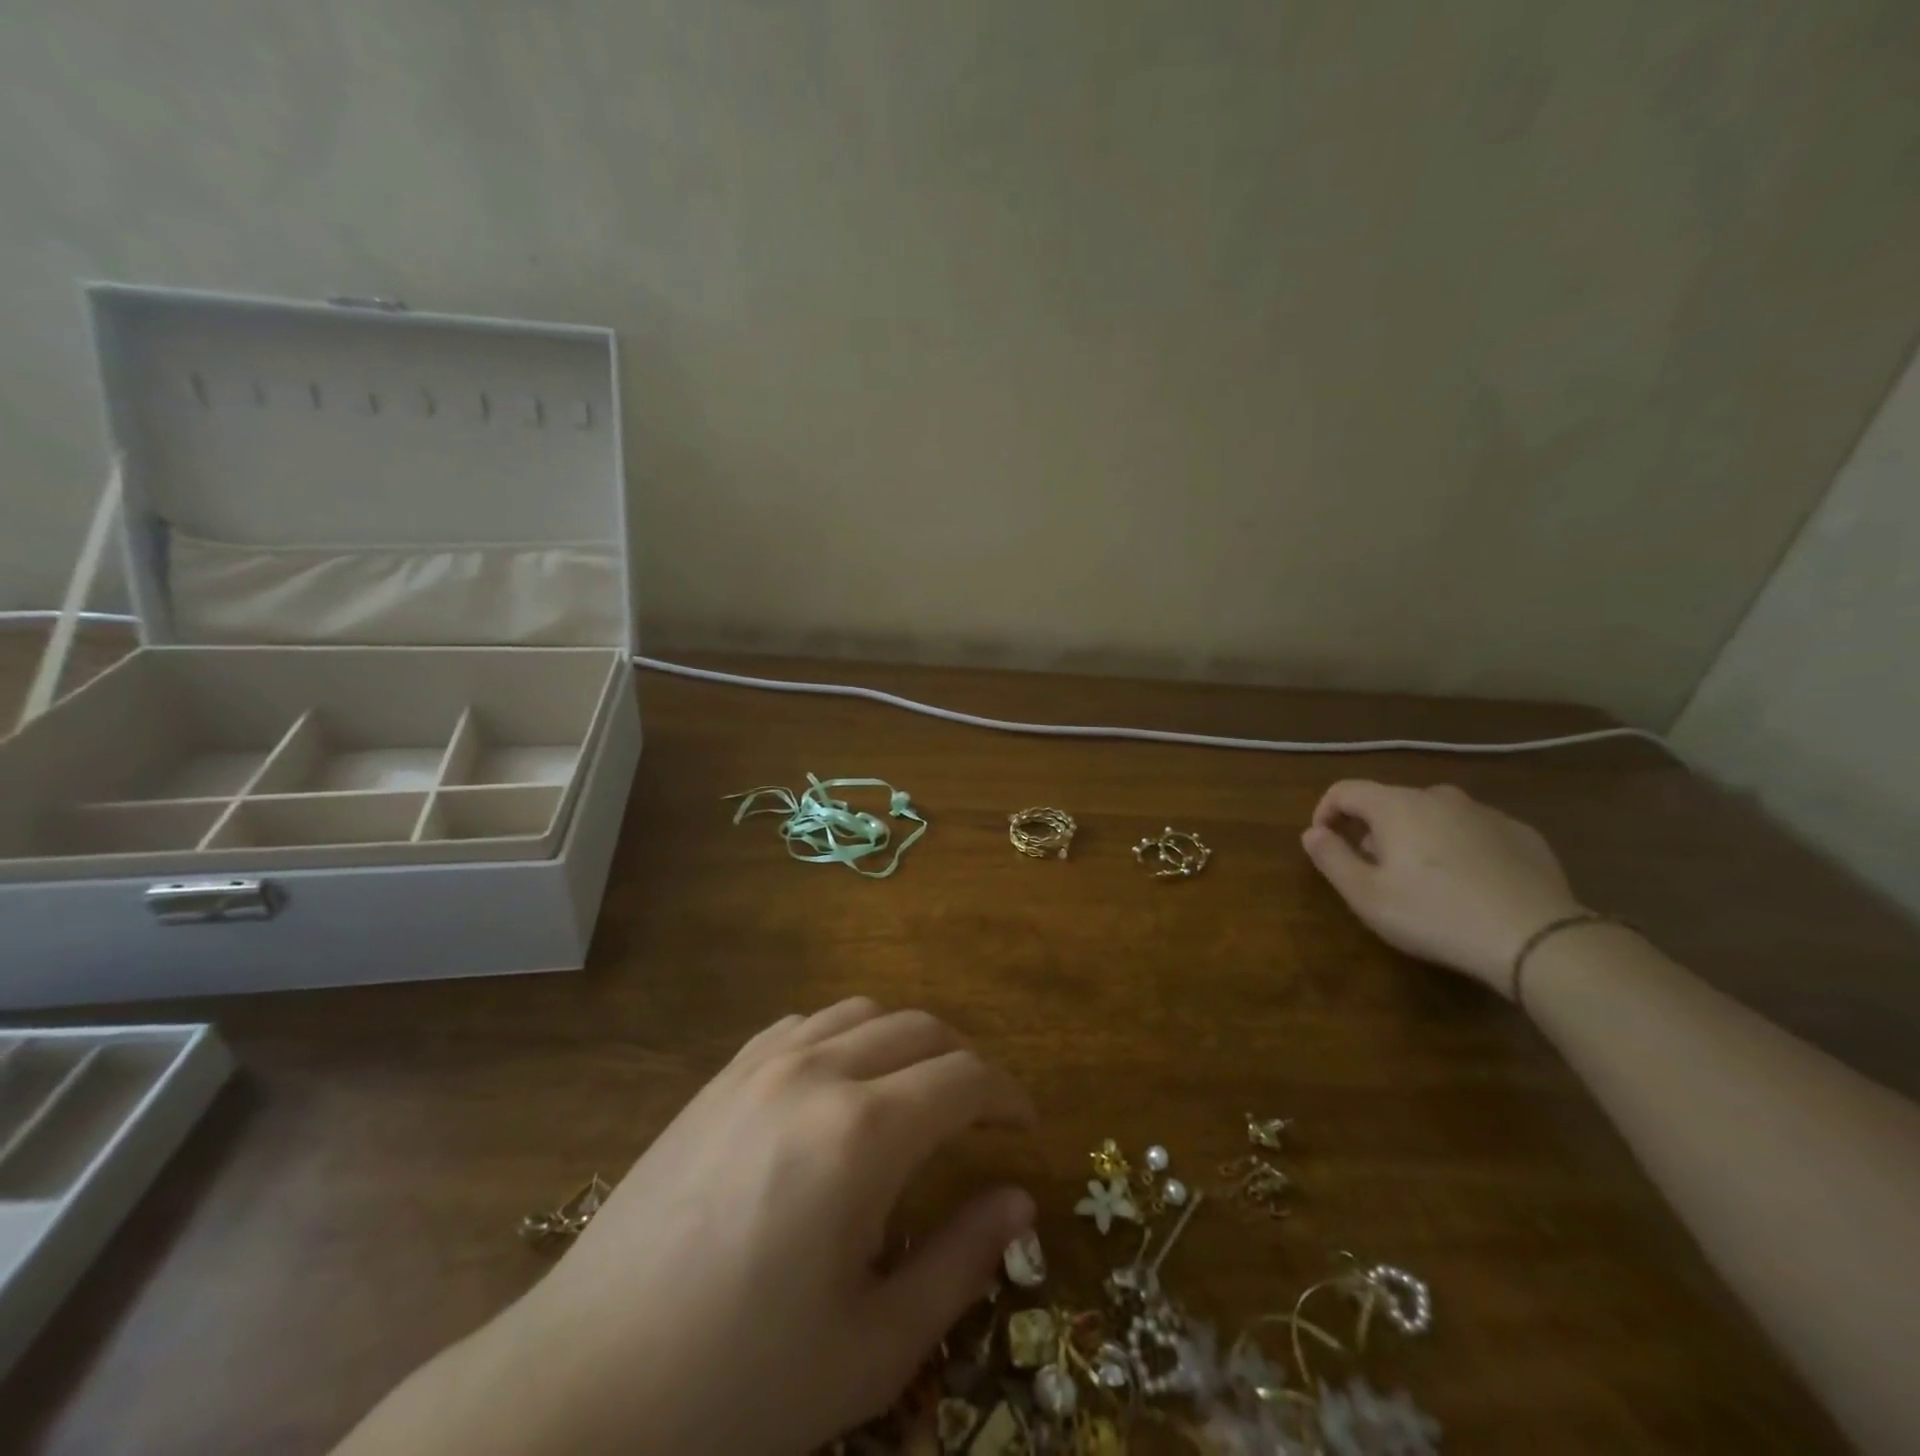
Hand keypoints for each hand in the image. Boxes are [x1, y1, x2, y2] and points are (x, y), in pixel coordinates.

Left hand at [472, 1001, 1034, 1454]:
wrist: (584, 1384)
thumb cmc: (739, 1384)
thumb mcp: (874, 1345)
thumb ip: (961, 1260)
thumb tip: (1019, 1201)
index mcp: (864, 1133)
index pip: (964, 1077)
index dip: (1008, 1096)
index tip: (1024, 1129)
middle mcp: (819, 1072)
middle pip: (920, 1029)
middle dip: (965, 1062)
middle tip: (980, 1117)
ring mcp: (762, 1063)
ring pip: (863, 1013)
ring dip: (907, 1042)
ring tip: (916, 1095)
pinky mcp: (723, 1075)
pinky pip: (805, 1025)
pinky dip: (846, 1036)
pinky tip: (840, 1084)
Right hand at [1300, 781, 1583, 992]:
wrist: (1538, 938)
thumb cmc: (1435, 914)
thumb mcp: (1366, 895)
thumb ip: (1331, 858)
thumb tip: (1313, 833)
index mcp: (1396, 805)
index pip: (1344, 790)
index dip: (1325, 812)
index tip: (1324, 843)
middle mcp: (1439, 796)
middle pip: (1390, 802)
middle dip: (1372, 830)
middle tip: (1374, 872)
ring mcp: (1485, 812)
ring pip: (1434, 815)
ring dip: (1416, 837)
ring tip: (1423, 880)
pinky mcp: (1522, 834)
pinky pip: (1473, 831)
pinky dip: (1458, 847)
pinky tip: (1468, 884)